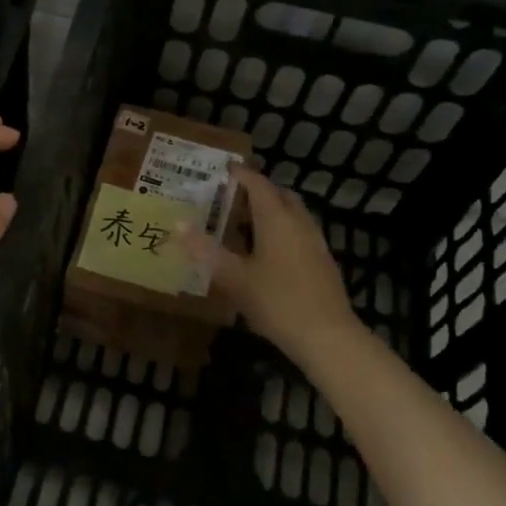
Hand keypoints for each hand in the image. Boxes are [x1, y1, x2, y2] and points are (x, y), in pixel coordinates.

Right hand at [182, 167, 361, 365]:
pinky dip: (281, 231)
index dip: (240, 174)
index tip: (223, 169)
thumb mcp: (233, 277)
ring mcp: (315, 242)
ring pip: (292, 215)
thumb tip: (178, 224)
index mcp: (277, 218)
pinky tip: (266, 253)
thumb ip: (205, 250)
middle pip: (279, 195)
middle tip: (231, 197)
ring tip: (244, 224)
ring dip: (271, 211)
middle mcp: (299, 222)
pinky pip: (299, 233)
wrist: (327, 336)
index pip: (258, 184)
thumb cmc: (276, 301)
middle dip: (257, 191)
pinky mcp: (322, 262)